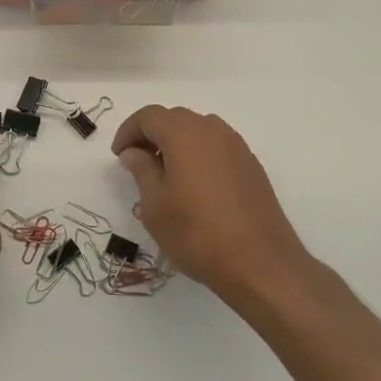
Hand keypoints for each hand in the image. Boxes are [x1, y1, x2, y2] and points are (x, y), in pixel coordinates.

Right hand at [112, 106, 311, 308]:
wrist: (261, 264)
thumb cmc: (197, 233)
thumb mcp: (155, 205)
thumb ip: (141, 170)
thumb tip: (134, 152)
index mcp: (184, 133)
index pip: (148, 116)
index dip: (128, 131)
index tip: (119, 156)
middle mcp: (212, 130)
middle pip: (174, 119)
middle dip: (152, 135)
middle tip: (138, 164)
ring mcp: (236, 146)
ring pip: (198, 131)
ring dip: (176, 143)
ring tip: (166, 175)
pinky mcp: (251, 166)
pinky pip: (217, 147)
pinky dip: (199, 155)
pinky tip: (195, 186)